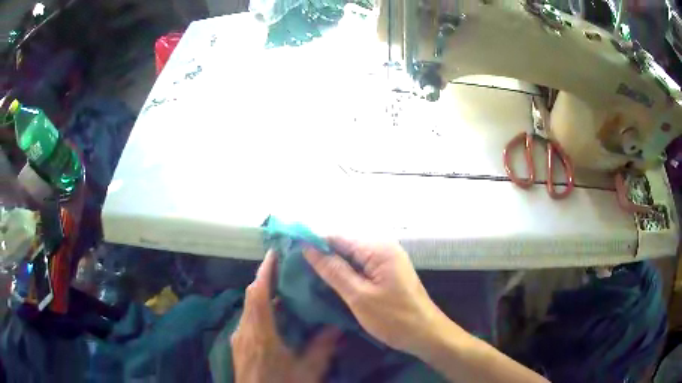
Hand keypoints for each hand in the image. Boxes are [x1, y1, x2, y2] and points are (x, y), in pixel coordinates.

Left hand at [231, 251, 339, 382]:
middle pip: (251, 297)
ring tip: (283, 290)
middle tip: (284, 267)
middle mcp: (245, 331)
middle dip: (265, 279)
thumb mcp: (307, 370)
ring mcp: (238, 338)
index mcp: (260, 334)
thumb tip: (336, 326)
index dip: (265, 272)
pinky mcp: (238, 345)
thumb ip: (322, 347)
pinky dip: (259, 310)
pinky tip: (275, 317)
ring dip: (262, 295)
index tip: (273, 253)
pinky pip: (248, 319)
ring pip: (248, 308)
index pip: (258, 295)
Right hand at [303, 238, 443, 354]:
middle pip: (345, 244)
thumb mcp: (359, 296)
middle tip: (298, 269)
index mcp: (378, 248)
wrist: (426, 334)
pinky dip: (346, 273)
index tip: (291, 253)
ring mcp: (387, 259)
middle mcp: (384, 247)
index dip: (314, 243)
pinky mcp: (388, 271)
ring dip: (333, 265)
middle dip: (322, 255)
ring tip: (309, 276)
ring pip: (352, 256)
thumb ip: (334, 270)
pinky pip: (361, 266)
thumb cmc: (394, 318)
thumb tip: (308, 248)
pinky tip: (331, 283)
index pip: (338, 237)